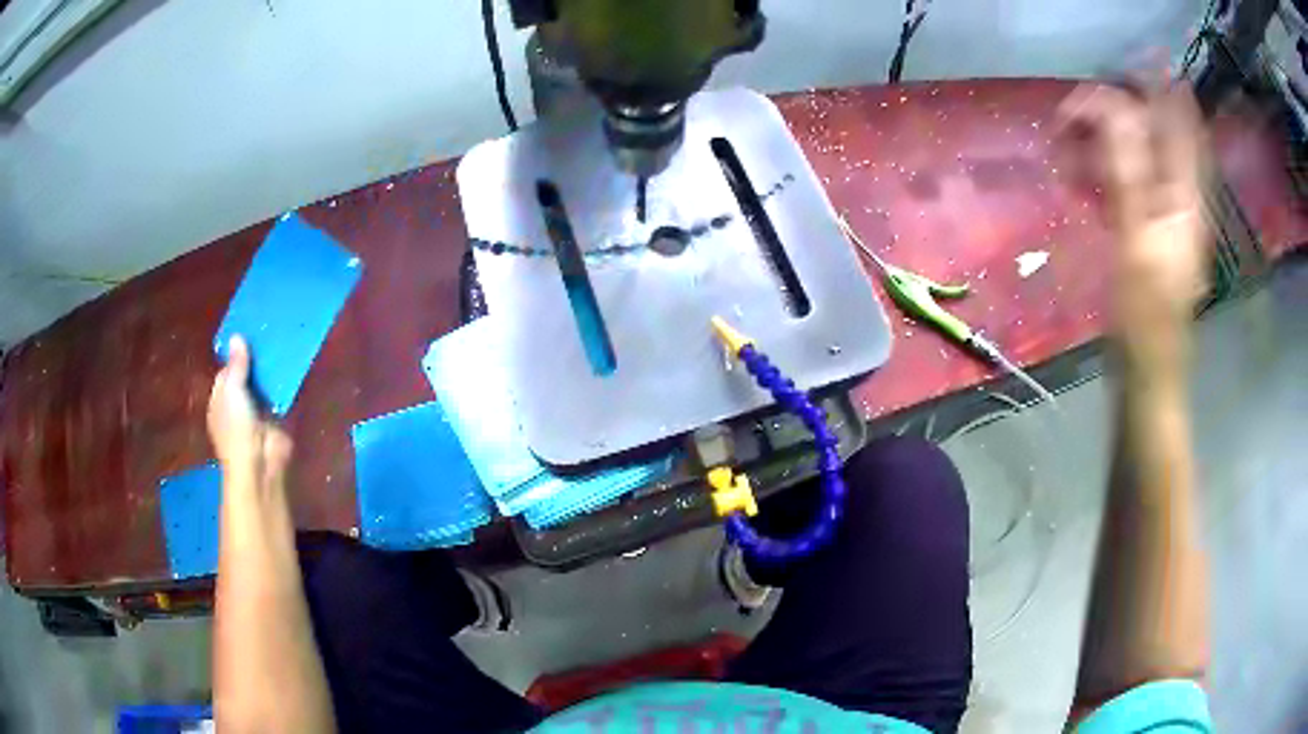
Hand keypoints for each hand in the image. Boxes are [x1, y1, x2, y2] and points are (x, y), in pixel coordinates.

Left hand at [208, 336, 292, 485]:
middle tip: (271, 329)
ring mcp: (258, 411)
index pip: (228, 369)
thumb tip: (237, 337)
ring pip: (265, 383)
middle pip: (247, 375)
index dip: (237, 352)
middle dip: (256, 358)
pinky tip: (294, 362)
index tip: (251, 331)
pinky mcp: (277, 417)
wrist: (260, 465)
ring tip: (284, 339)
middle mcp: (238, 403)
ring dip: (272, 368)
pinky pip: (281, 394)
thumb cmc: (237, 429)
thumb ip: (236, 365)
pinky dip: (286, 382)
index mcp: (220, 398)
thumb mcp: (231, 392)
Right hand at [1059, 76, 1209, 378]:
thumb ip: (1126, 171)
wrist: (1146, 375)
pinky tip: (1077, 178)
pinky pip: (1125, 185)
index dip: (1161, 87)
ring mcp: (1163, 216)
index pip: (1181, 124)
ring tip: (1065, 141)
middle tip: (1074, 111)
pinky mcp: (1146, 232)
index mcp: (1185, 197)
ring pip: (1136, 157)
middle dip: (1117, 112)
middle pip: (1154, 134)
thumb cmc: (1145, 319)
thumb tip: (1111, 105)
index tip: (1130, 61)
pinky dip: (1101, 173)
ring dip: (1103, 142)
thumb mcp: (1135, 242)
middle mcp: (1178, 198)